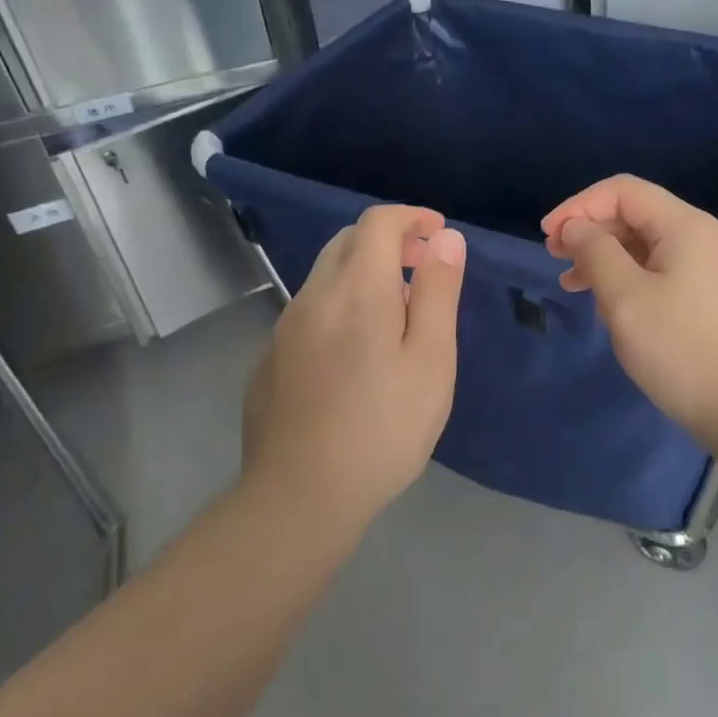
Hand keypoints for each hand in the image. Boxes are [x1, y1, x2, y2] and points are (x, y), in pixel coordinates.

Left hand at [241, 205, 466, 525]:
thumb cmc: (383, 428)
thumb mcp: (431, 359)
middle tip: (425, 267)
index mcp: (357, 289)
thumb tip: (446, 238)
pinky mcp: (271, 360)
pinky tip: (357, 352)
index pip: (378, 222)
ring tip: (399, 311)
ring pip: (326, 275)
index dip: (412, 217)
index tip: (440, 234)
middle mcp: (313, 296)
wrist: (299, 498)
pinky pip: (311, 310)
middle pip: (348, 241)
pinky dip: (341, 303)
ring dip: (364, 272)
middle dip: (389, 240)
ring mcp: (285, 329)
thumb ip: (439, 292)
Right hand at [542, 175, 717, 441]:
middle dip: (592, 231)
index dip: (579, 205)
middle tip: (555, 259)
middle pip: (639, 215)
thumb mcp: (625, 299)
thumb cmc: (681, 351)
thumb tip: (576, 227)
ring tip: (573, 284)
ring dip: (609, 257)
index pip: (624, 191)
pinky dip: (634, 276)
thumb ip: (595, 253)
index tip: (547, 235)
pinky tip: (612, 303)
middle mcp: (707, 235)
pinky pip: (668, 268)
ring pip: (651, 244)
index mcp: (688, 226)